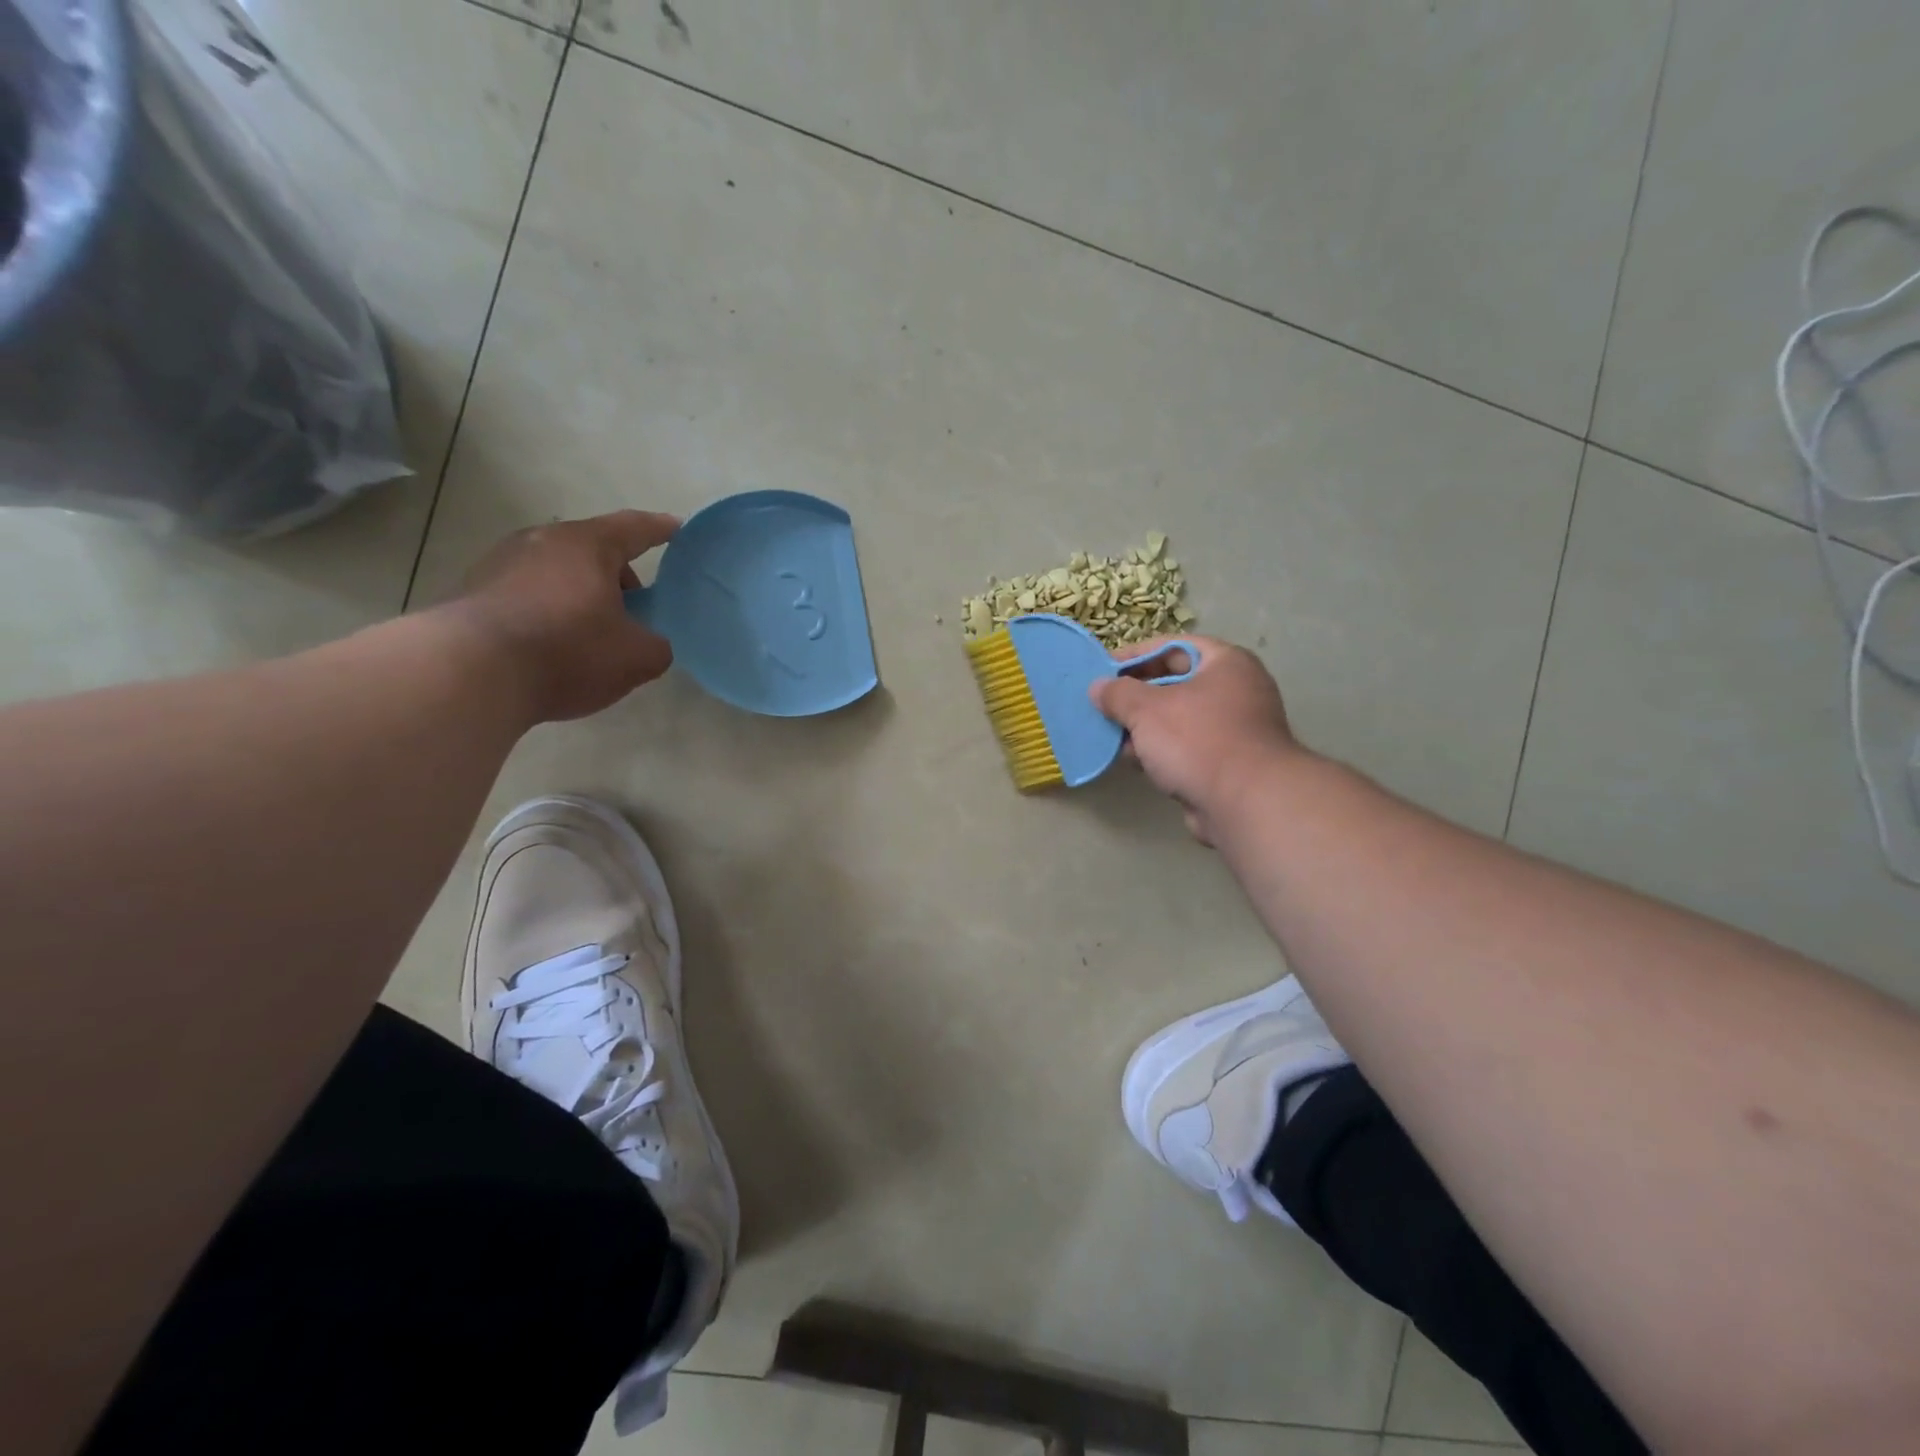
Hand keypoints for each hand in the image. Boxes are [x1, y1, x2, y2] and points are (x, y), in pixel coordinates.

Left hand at [452, 510, 677, 722]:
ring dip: (580, 594)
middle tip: (635, 608)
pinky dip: (548, 611)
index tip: (677, 529)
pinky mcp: (472, 592)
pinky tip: (553, 646)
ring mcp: (500, 563)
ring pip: (557, 572)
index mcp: (587, 545)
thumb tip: (650, 644)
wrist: (470, 673)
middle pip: (592, 550)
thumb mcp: (637, 657)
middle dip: (618, 575)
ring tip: (592, 632)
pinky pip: (527, 594)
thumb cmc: (567, 651)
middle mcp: (541, 541)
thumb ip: (657, 646)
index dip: (660, 529)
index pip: (634, 528)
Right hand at [1090, 635, 1300, 841]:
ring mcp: (1234, 728)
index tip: (1103, 670)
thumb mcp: (1147, 709)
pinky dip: (1160, 751)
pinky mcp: (1226, 762)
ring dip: (1144, 727)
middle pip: (1174, 683)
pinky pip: (1185, 747)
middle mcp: (1236, 690)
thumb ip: (1118, 693)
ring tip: (1112, 735)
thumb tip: (1098, 687)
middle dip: (1135, 696)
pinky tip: (1134, 761)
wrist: (1246, 803)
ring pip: (1177, 719)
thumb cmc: (1198, 740)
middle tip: (1103, 705)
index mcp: (1226, 663)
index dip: (1135, 655)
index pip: (1172, 646)